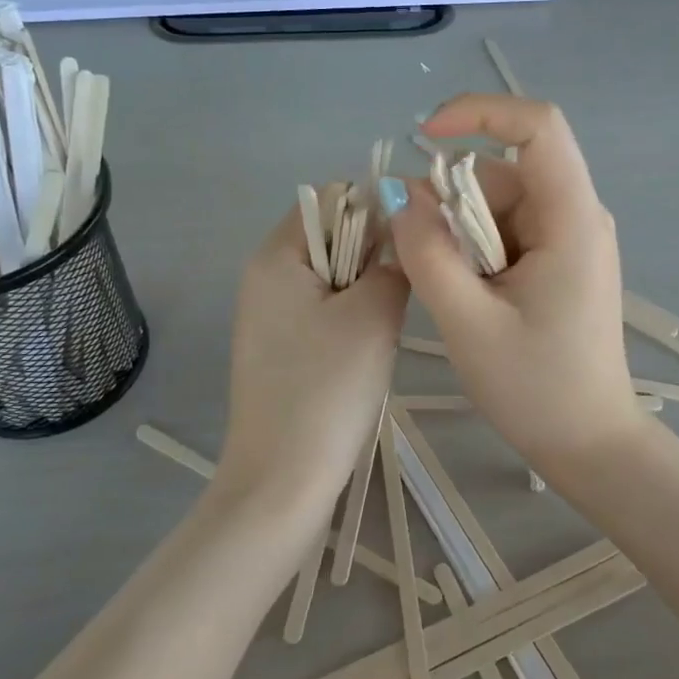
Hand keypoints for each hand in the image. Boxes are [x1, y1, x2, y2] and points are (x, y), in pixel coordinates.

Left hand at [217, 203, 407, 510]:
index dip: (378, 209)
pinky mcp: (278, 346)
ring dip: (365, 290)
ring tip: (384, 328)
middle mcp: (264, 274)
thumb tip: (403, 238)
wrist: (282, 480)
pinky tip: (365, 352)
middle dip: (373, 254)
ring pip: (333, 275)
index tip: (414, 242)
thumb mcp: (373, 316)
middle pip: (332, 235)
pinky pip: (322, 310)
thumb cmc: (326, 389)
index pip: (334, 198)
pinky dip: (350, 318)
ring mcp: (267, 313)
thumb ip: (394, 263)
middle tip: (401, 293)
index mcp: (276, 254)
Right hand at [389, 95, 643, 472]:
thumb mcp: (468, 322)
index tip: (424, 137)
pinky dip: (474, 250)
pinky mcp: (558, 260)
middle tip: (426, 259)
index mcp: (570, 218)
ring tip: (455, 294)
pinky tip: (469, 297)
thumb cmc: (536, 389)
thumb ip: (427, 253)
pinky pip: (505, 230)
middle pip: (504, 171)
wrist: (590, 445)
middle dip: (453, 201)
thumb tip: (399, 194)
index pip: (537, 125)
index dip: (479, 112)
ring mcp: (569, 238)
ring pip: (498, 203)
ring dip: (460, 233)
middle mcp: (576, 215)